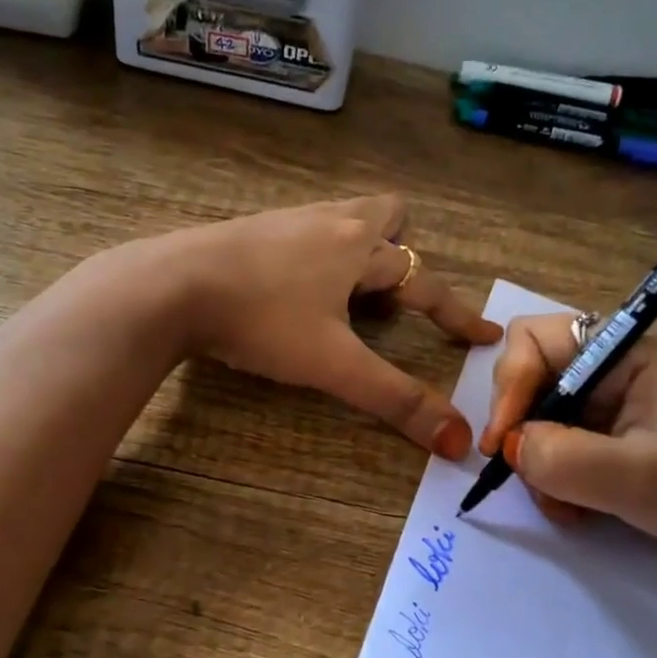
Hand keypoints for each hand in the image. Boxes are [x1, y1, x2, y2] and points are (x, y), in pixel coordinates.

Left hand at [151, 195, 500, 454]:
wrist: (170, 285)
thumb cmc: (261, 319)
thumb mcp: (333, 366)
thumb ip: (395, 400)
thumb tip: (457, 440)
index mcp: (359, 249)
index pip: (425, 284)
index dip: (458, 314)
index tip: (486, 335)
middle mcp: (330, 223)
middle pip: (386, 217)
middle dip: (401, 252)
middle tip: (391, 296)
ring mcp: (286, 221)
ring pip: (342, 220)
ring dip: (358, 250)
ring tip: (346, 296)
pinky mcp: (250, 229)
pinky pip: (302, 232)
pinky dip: (315, 255)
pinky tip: (291, 287)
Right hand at [478, 316, 656, 579]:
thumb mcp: (637, 478)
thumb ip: (562, 458)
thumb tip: (510, 446)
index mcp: (628, 350)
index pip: (535, 340)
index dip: (509, 387)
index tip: (503, 445)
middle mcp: (617, 362)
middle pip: (532, 377)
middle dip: (523, 430)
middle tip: (531, 478)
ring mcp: (616, 396)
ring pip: (542, 414)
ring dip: (539, 462)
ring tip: (564, 506)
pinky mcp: (617, 427)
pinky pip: (562, 439)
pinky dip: (556, 473)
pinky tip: (577, 506)